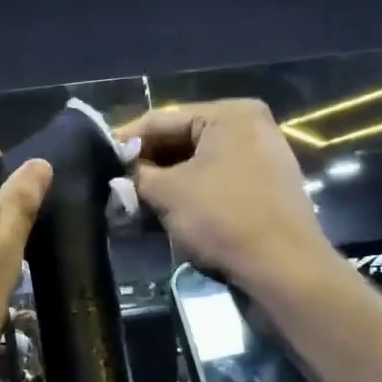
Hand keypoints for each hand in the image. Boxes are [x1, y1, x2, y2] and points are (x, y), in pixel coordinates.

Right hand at [115, 99, 330, 290]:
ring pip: (198, 163)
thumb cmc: (223, 218)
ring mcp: (262, 157)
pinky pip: (217, 181)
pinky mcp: (265, 188)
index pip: (161, 119)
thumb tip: (121, 173)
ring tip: (135, 202)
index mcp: (230, 114)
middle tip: (115, 185)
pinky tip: (167, 212)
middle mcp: (250, 127)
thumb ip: (137, 175)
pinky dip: (190, 193)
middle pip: (181, 139)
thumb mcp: (168, 193)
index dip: (125, 141)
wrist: (284, 268)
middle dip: (147, 165)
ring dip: (166, 182)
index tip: (98, 160)